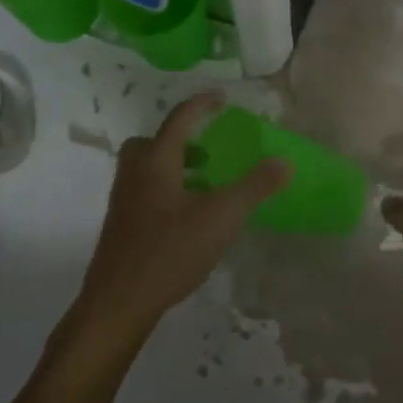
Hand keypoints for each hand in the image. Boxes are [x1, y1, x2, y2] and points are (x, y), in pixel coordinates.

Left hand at [75, 93, 290, 340]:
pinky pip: (144, 192)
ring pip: (147, 168)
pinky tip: (188, 218)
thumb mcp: (222, 217)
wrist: (117, 303)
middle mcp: (134, 173)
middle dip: (181, 140)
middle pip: (153, 142)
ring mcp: (123, 201)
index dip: (202, 104)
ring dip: (175, 167)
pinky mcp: (121, 226)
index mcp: (156, 161)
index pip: (180, 118)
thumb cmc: (169, 251)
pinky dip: (167, 190)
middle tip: (207, 152)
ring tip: (204, 186)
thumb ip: (254, 187)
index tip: (221, 98)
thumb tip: (284, 161)